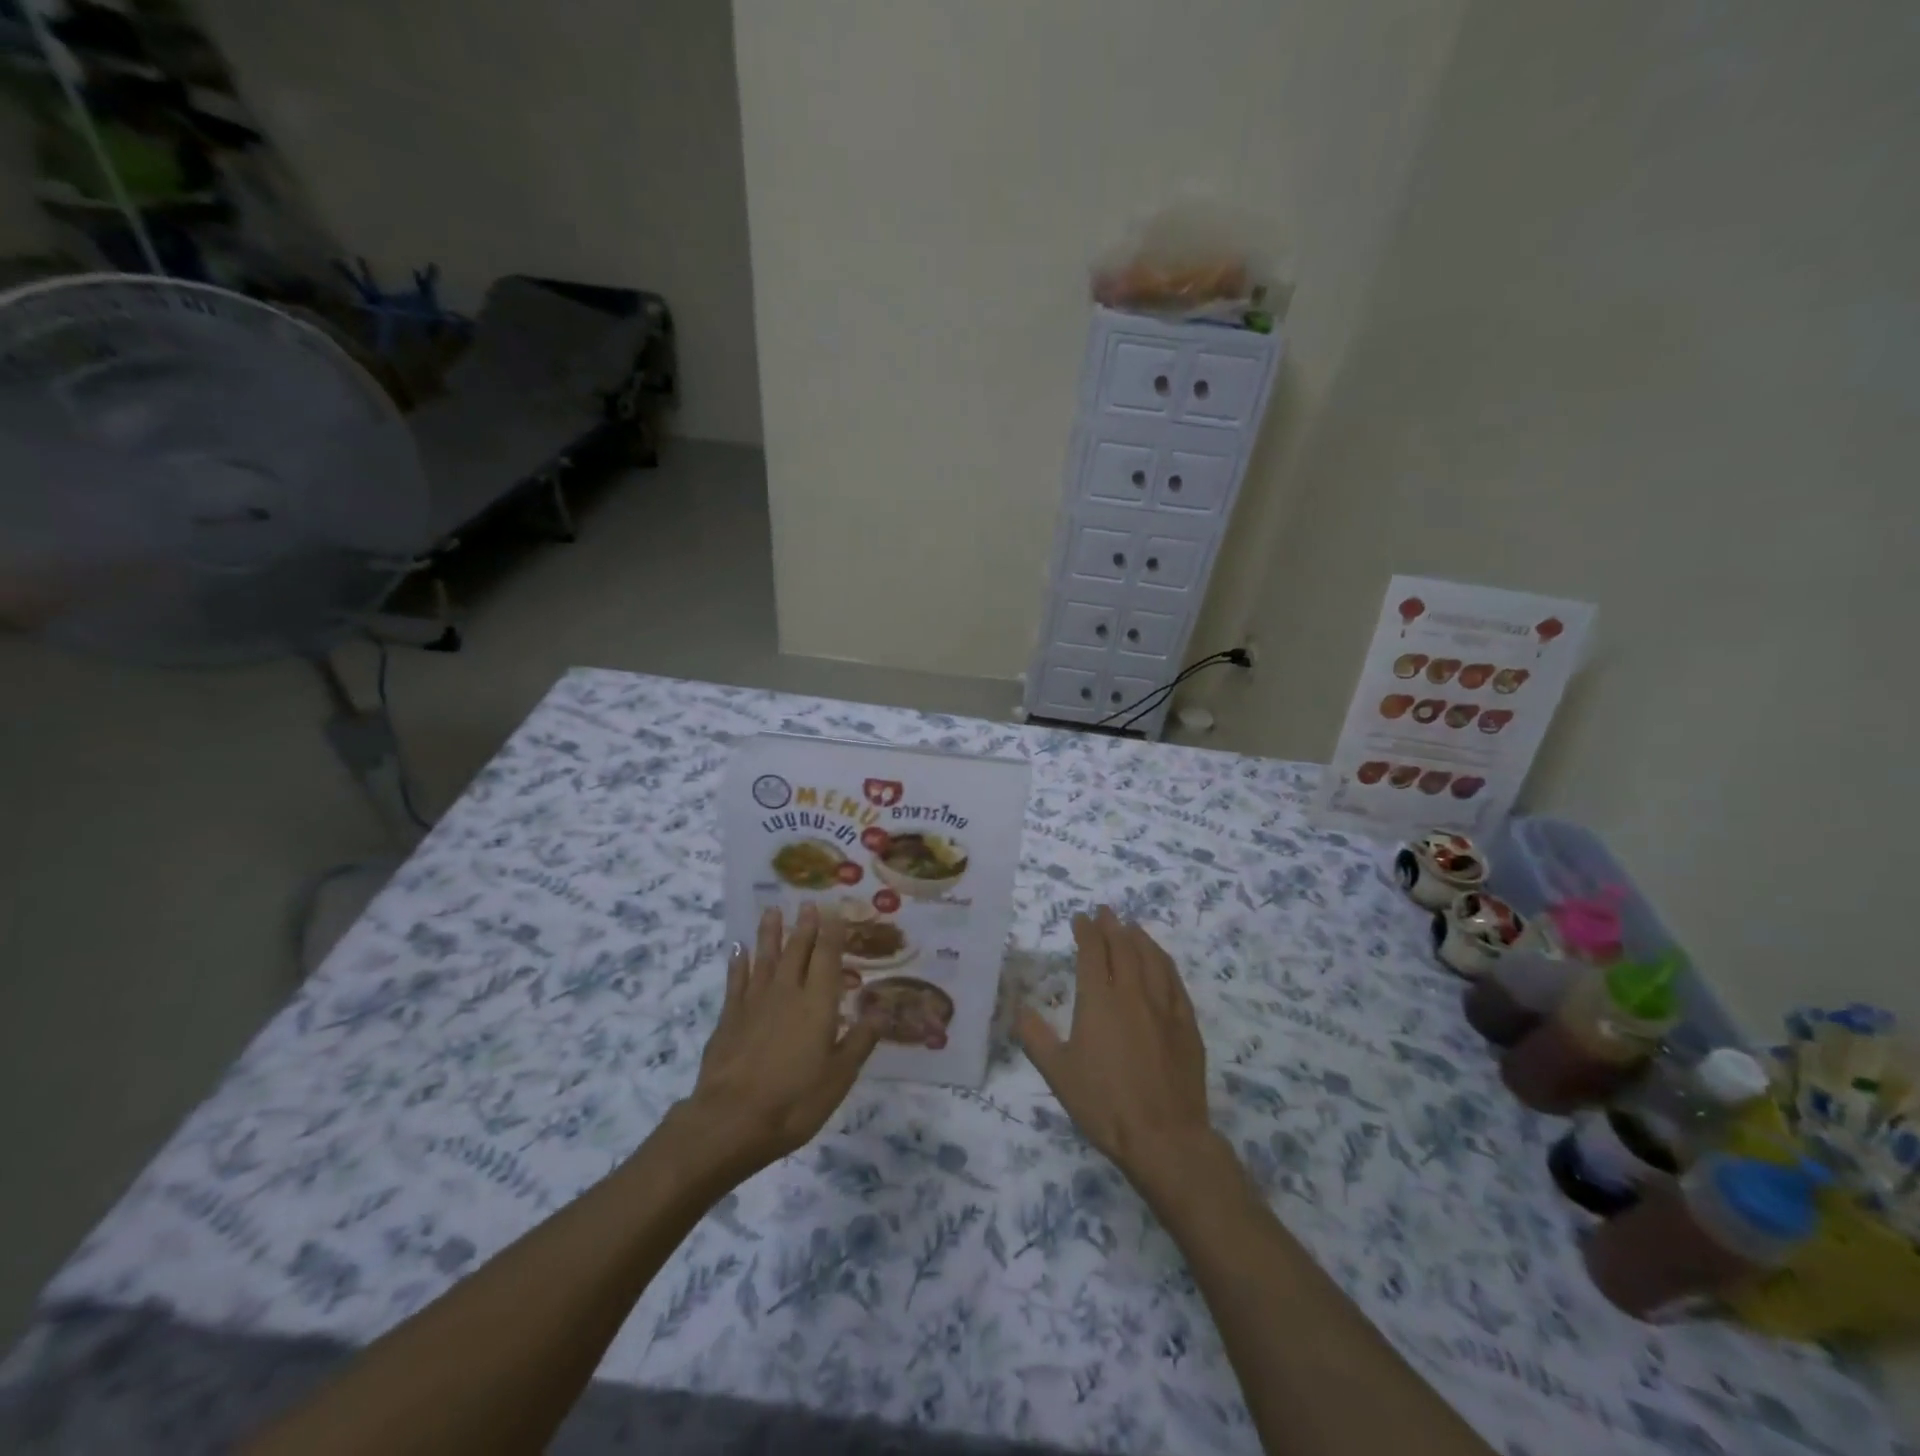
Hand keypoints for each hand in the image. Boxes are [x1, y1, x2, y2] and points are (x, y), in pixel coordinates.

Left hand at [683, 903, 880, 1173]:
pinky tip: (739, 950)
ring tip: (772, 910)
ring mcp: (755, 1002)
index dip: (833, 933)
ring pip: (765, 958)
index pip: (828, 958)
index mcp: (818, 1004)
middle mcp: (787, 992)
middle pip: (797, 951)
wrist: (731, 1120)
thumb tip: (883, 1010)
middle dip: (805, 926)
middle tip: (808, 903)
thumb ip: (861, 1040)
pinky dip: (739, 963)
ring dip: (770, 933)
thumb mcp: (839, 1077)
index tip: (835, 910)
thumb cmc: (795, 1100)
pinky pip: (736, 981)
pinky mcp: (729, 1018)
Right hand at [1016, 906, 1221, 1190]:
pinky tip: (1161, 961)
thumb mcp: (1058, 1073)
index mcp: (1099, 1000)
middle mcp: (1132, 993)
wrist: (1164, 1137)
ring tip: (1132, 927)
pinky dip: (1164, 962)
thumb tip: (1018, 1008)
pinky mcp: (1186, 1024)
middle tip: (1105, 912)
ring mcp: (1164, 1007)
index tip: (1080, 918)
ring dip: (1140, 937)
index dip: (1085, 931)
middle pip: (1124, 947)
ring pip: (1152, 958)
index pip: (1092, 952)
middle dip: (1112, 925)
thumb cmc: (1104, 1104)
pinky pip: (1175, 981)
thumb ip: (1035, 1036)